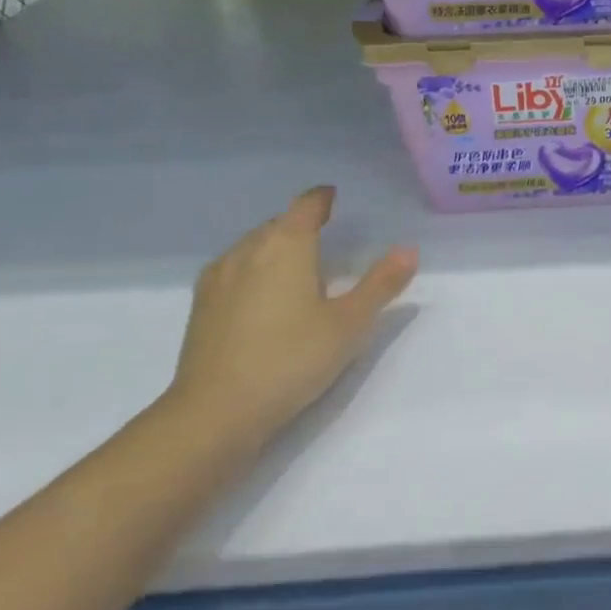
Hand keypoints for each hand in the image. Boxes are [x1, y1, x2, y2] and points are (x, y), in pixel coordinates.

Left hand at [167, 187, 417, 438]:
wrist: (215, 413)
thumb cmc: (290, 359)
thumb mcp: (349, 324)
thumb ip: (381, 284)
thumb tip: (409, 249)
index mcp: (286, 246)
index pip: (306, 206)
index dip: (322, 198)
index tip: (333, 196)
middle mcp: (248, 250)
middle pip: (278, 224)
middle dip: (300, 224)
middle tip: (325, 238)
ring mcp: (218, 277)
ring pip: (252, 246)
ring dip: (275, 247)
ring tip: (296, 267)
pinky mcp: (201, 306)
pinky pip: (233, 269)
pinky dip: (253, 269)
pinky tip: (261, 295)